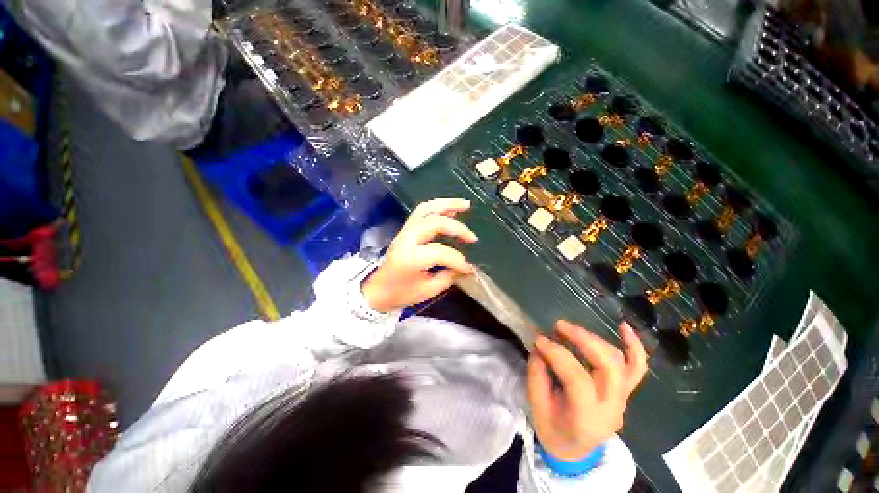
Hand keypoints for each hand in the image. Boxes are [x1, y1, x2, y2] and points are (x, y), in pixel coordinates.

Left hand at [362, 198, 477, 311]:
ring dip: (447, 204)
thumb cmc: (400, 294)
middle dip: (457, 228)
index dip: (458, 260)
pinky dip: (438, 208)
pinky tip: (451, 209)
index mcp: (410, 258)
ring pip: (426, 209)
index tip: (469, 269)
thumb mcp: (427, 291)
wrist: (377, 290)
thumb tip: (466, 268)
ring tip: (466, 204)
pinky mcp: (405, 230)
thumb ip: (448, 277)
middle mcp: (406, 239)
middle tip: (473, 237)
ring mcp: (404, 232)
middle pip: (435, 223)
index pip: (440, 252)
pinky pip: (421, 212)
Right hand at [527, 320, 647, 460]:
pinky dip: (633, 346)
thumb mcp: (537, 407)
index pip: (577, 378)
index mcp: (587, 418)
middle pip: (609, 367)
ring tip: (571, 328)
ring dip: (596, 339)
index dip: (557, 353)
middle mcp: (612, 407)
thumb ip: (537, 375)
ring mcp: (623, 399)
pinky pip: (636, 367)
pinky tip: (624, 326)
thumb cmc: (553, 430)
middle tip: (559, 326)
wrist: (575, 450)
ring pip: (621, 362)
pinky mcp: (625, 392)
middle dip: (583, 340)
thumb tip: (540, 347)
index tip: (539, 339)